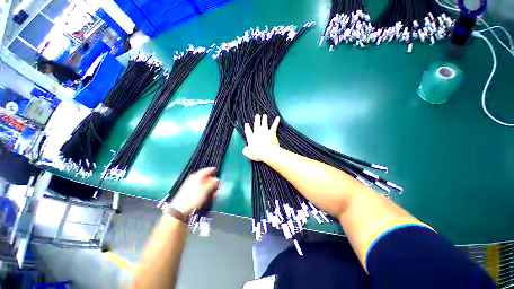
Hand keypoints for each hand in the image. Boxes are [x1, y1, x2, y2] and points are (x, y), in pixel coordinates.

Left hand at [171, 167, 218, 214]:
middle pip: (206, 179)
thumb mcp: (206, 189)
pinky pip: (201, 191)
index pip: (206, 170)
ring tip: (213, 197)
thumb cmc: (194, 197)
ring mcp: (191, 187)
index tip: (217, 171)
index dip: (212, 170)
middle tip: (218, 189)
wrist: (180, 210)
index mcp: (197, 176)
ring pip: (204, 186)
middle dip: (213, 184)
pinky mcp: (190, 194)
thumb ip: (213, 183)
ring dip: (210, 190)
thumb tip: (217, 180)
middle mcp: (194, 180)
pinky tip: (208, 199)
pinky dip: (206, 194)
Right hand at [243, 114, 280, 161]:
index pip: (248, 132)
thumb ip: (246, 150)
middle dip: (256, 120)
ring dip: (264, 119)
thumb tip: (245, 149)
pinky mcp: (271, 133)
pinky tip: (278, 118)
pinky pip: (274, 126)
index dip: (247, 128)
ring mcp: (265, 132)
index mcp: (251, 138)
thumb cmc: (257, 154)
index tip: (246, 124)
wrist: (267, 152)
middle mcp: (258, 133)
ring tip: (264, 115)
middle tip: (257, 115)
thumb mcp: (248, 153)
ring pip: (264, 124)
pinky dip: (276, 122)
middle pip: (257, 125)